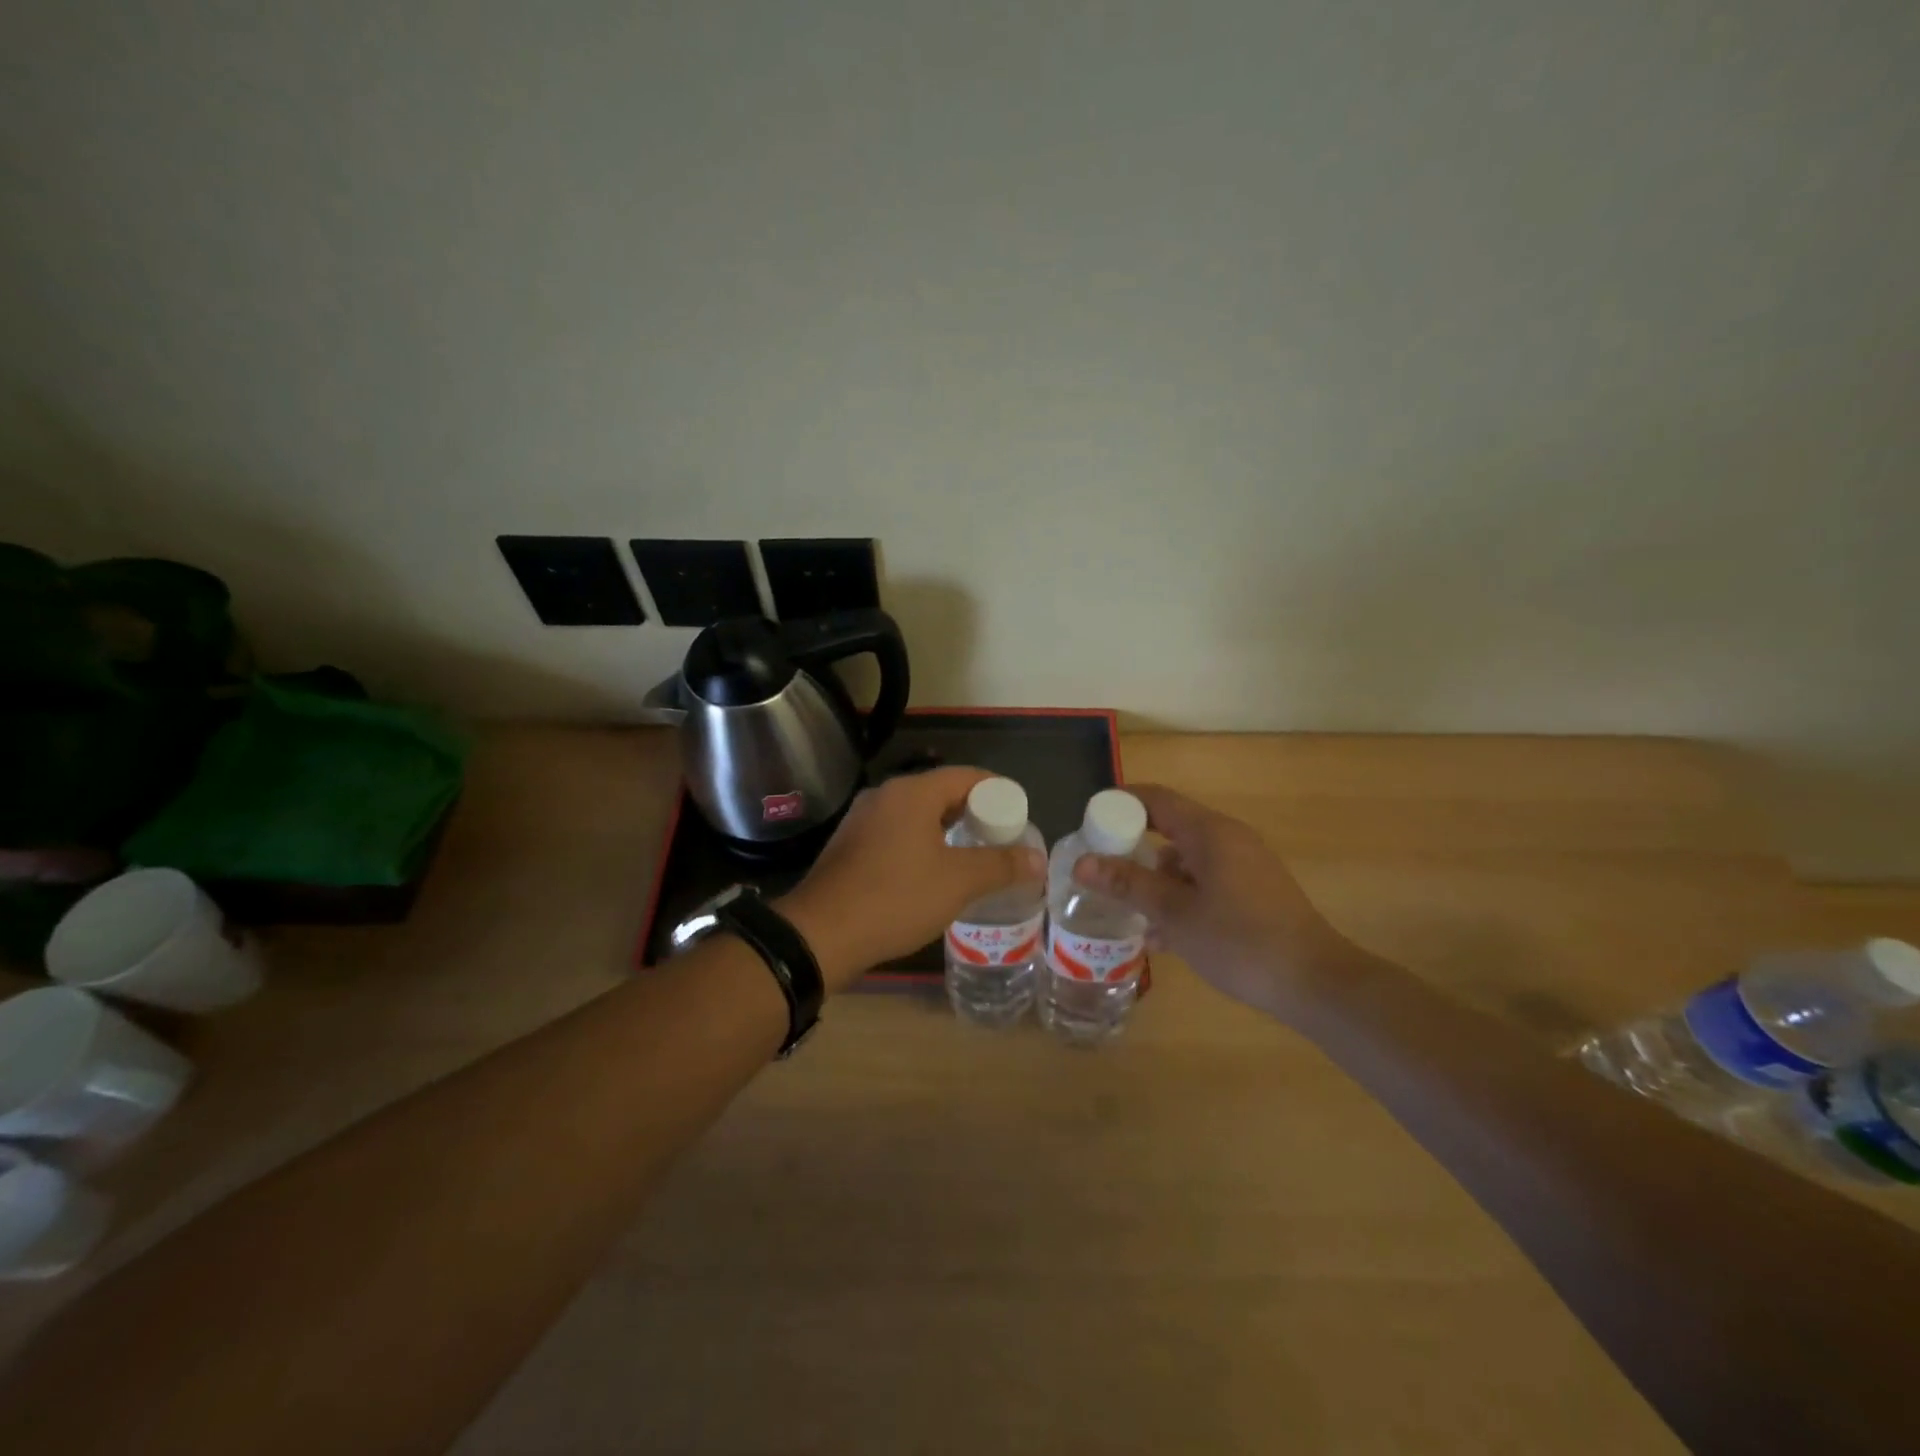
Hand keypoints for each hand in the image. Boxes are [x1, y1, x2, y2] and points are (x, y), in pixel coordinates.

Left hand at [779, 767, 1046, 993]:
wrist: (820, 934)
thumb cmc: (895, 897)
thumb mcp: (957, 882)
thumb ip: (1001, 865)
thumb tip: (1037, 858)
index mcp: (911, 792)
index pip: (966, 775)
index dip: (997, 791)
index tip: (1018, 814)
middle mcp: (885, 796)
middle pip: (940, 792)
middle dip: (973, 813)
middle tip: (999, 838)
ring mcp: (862, 820)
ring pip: (917, 815)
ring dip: (946, 830)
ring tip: (972, 856)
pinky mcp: (850, 845)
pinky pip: (896, 833)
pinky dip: (921, 843)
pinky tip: (931, 872)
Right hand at [1071, 784, 1354, 1018]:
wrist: (1315, 984)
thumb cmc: (1240, 941)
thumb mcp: (1175, 914)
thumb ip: (1129, 884)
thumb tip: (1082, 862)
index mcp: (1210, 832)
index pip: (1157, 799)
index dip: (1120, 805)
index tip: (1090, 825)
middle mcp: (1229, 839)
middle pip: (1170, 830)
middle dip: (1134, 852)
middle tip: (1103, 876)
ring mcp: (1246, 866)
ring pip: (1188, 862)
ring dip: (1158, 883)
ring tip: (1132, 917)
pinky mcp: (1255, 892)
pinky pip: (1207, 883)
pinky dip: (1183, 899)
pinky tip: (1165, 938)